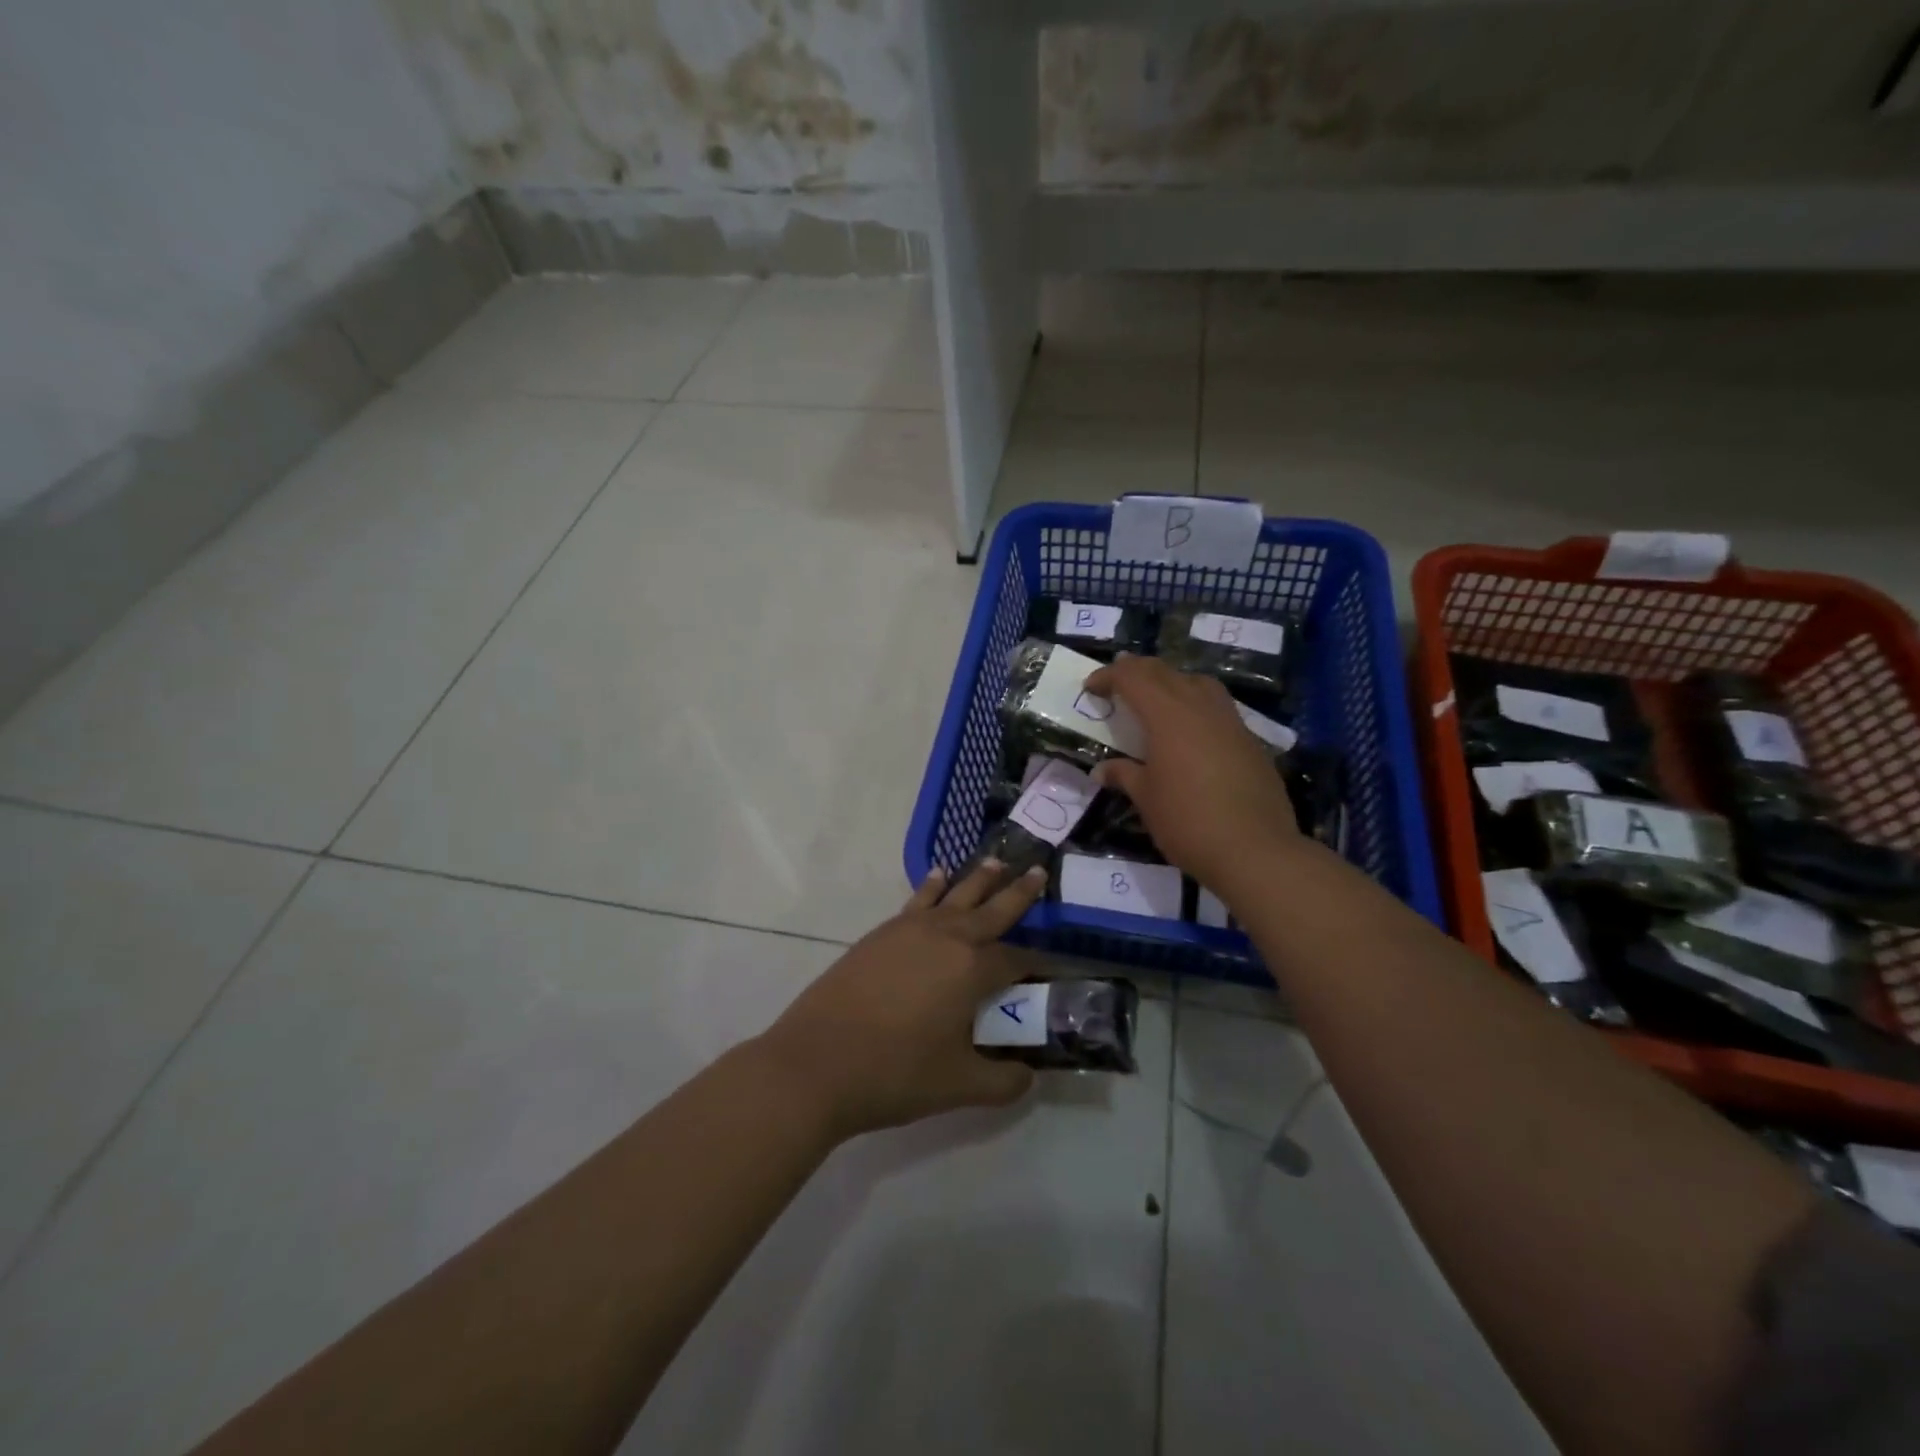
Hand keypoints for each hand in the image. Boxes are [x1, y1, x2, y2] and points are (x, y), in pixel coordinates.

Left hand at [754, 862, 1045, 1139]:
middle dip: (1018, 893)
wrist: (817, 1062)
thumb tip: (1028, 1077)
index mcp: (972, 969)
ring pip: (955, 895)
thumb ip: (1003, 1082)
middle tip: (1038, 871)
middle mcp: (948, 938)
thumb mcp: (959, 1087)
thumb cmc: (894, 1073)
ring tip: (997, 862)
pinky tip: (939, 876)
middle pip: (992, 910)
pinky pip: (918, 900)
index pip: (1017, 960)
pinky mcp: (882, 934)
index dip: (1040, 964)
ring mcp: (911, 930)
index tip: (1057, 964)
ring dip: (979, 879)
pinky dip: (933, 886)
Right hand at [1083, 655, 1300, 896]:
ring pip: (1198, 682)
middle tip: (1117, 681)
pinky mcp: (1250, 741)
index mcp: (1168, 716)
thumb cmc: (1188, 822)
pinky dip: (1196, 705)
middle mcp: (1200, 708)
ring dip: (1172, 682)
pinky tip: (1192, 731)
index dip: (1109, 676)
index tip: (1091, 687)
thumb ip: (1124, 775)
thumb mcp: (1146, 799)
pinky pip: (1218, 707)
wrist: (1255, 850)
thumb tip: (1103, 770)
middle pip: (1165, 672)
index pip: (1133, 678)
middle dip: (1137, 671)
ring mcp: (1230, 722)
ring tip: (1157, 698)